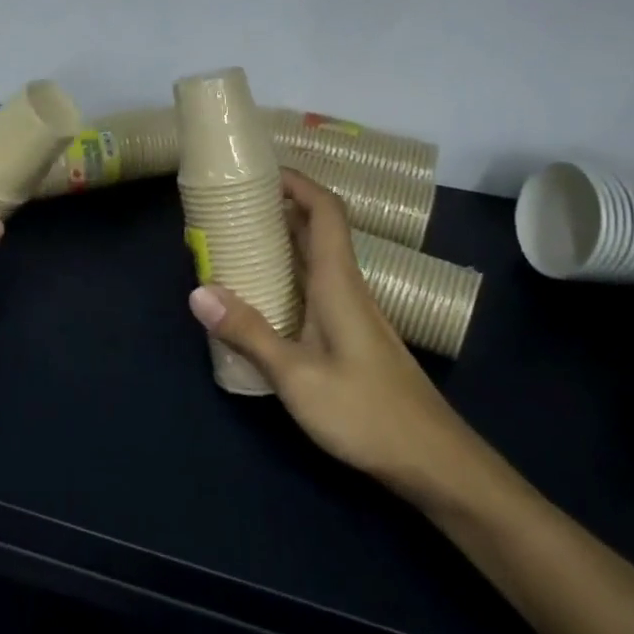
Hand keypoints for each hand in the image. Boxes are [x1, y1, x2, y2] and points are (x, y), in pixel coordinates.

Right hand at [187, 170, 494, 503]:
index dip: (298, 182)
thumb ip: (249, 332)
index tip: (261, 171)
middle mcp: (346, 287)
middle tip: (233, 204)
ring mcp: (351, 313)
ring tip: (236, 240)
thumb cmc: (367, 412)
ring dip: (281, 241)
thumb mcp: (298, 376)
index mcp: (338, 282)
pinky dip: (286, 274)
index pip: (325, 211)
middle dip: (279, 207)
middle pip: (316, 229)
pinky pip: (313, 287)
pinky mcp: (350, 336)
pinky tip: (260, 295)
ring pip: (315, 259)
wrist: (434, 462)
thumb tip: (198, 291)